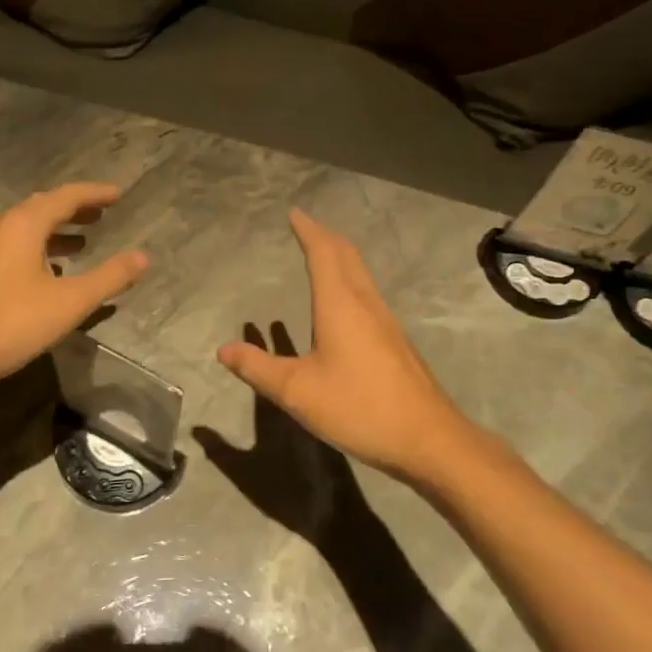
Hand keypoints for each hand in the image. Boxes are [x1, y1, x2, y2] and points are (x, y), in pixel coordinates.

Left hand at [0, 183, 147, 391]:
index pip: (66, 196)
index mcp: (25, 225)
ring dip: (58, 230)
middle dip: (76, 208)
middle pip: (44, 207)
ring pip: (29, 228)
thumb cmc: (10, 322)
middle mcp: (4, 228)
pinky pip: (17, 247)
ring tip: (85, 241)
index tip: (119, 194)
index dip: (95, 193)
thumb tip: (143, 257)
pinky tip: (52, 273)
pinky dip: (42, 249)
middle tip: (103, 213)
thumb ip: (108, 278)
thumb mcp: (69, 302)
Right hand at [216, 209, 475, 484]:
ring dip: (340, 257)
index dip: (307, 231)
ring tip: (321, 254)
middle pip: (346, 256)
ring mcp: (384, 322)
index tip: (294, 213)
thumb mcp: (297, 392)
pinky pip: (366, 294)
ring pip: (360, 274)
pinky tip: (341, 304)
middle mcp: (365, 303)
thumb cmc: (359, 407)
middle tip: (306, 227)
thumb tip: (224, 350)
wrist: (427, 438)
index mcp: (340, 304)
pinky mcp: (394, 341)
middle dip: (325, 237)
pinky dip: (349, 280)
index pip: (322, 253)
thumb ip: (258, 368)